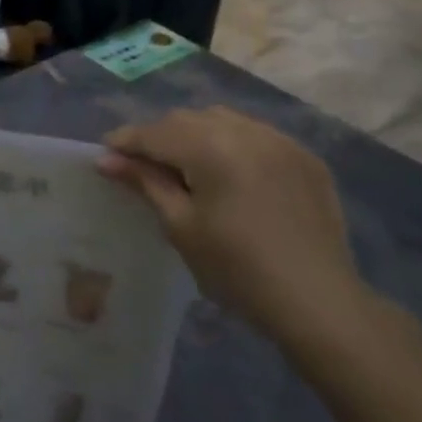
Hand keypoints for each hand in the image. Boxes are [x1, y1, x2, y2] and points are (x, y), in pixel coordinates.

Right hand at [99, 108, 377, 351]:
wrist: (317, 301)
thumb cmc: (236, 269)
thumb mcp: (181, 226)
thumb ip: (145, 183)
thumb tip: (107, 160)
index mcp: (213, 147)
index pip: (156, 132)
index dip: (126, 141)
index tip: (104, 155)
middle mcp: (247, 131)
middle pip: (188, 120)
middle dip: (159, 136)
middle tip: (140, 165)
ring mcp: (281, 141)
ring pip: (223, 120)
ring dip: (195, 135)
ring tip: (183, 166)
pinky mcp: (305, 158)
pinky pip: (256, 135)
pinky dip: (231, 144)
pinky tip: (228, 173)